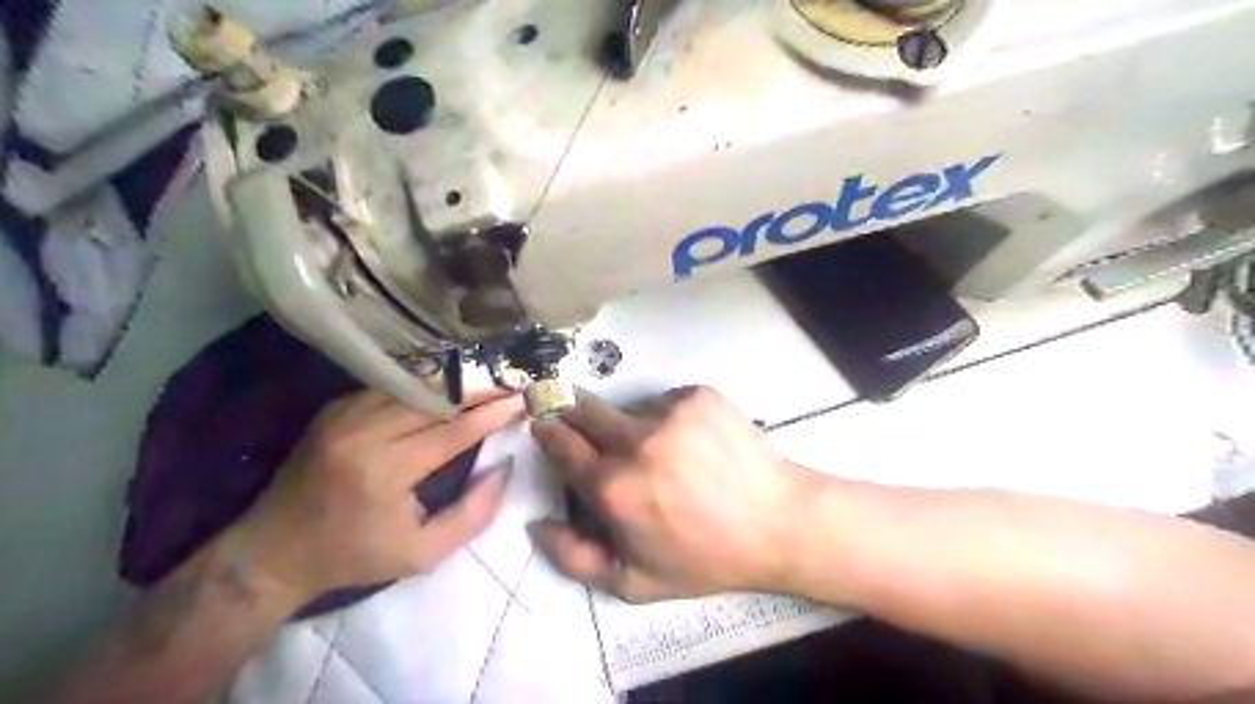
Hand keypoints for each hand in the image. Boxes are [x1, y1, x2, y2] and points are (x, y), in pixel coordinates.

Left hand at [234, 388, 520, 602]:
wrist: (271, 553)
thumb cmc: (354, 557)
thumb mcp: (422, 554)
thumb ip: (472, 514)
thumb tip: (503, 468)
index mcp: (386, 471)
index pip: (453, 430)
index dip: (491, 414)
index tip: (519, 401)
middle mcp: (364, 433)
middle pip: (435, 399)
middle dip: (478, 390)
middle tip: (508, 385)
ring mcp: (344, 416)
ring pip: (412, 387)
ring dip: (452, 384)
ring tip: (484, 384)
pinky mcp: (333, 410)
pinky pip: (388, 388)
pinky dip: (421, 386)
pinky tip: (444, 388)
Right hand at [527, 389, 824, 600]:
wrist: (778, 522)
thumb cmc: (705, 558)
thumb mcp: (635, 581)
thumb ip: (574, 558)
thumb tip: (536, 524)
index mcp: (613, 488)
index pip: (561, 443)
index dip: (549, 431)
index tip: (544, 423)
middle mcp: (635, 441)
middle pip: (583, 408)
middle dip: (570, 408)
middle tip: (578, 417)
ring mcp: (670, 412)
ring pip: (629, 409)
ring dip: (633, 425)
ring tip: (666, 453)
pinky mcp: (698, 395)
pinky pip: (665, 401)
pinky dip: (668, 418)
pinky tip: (692, 443)